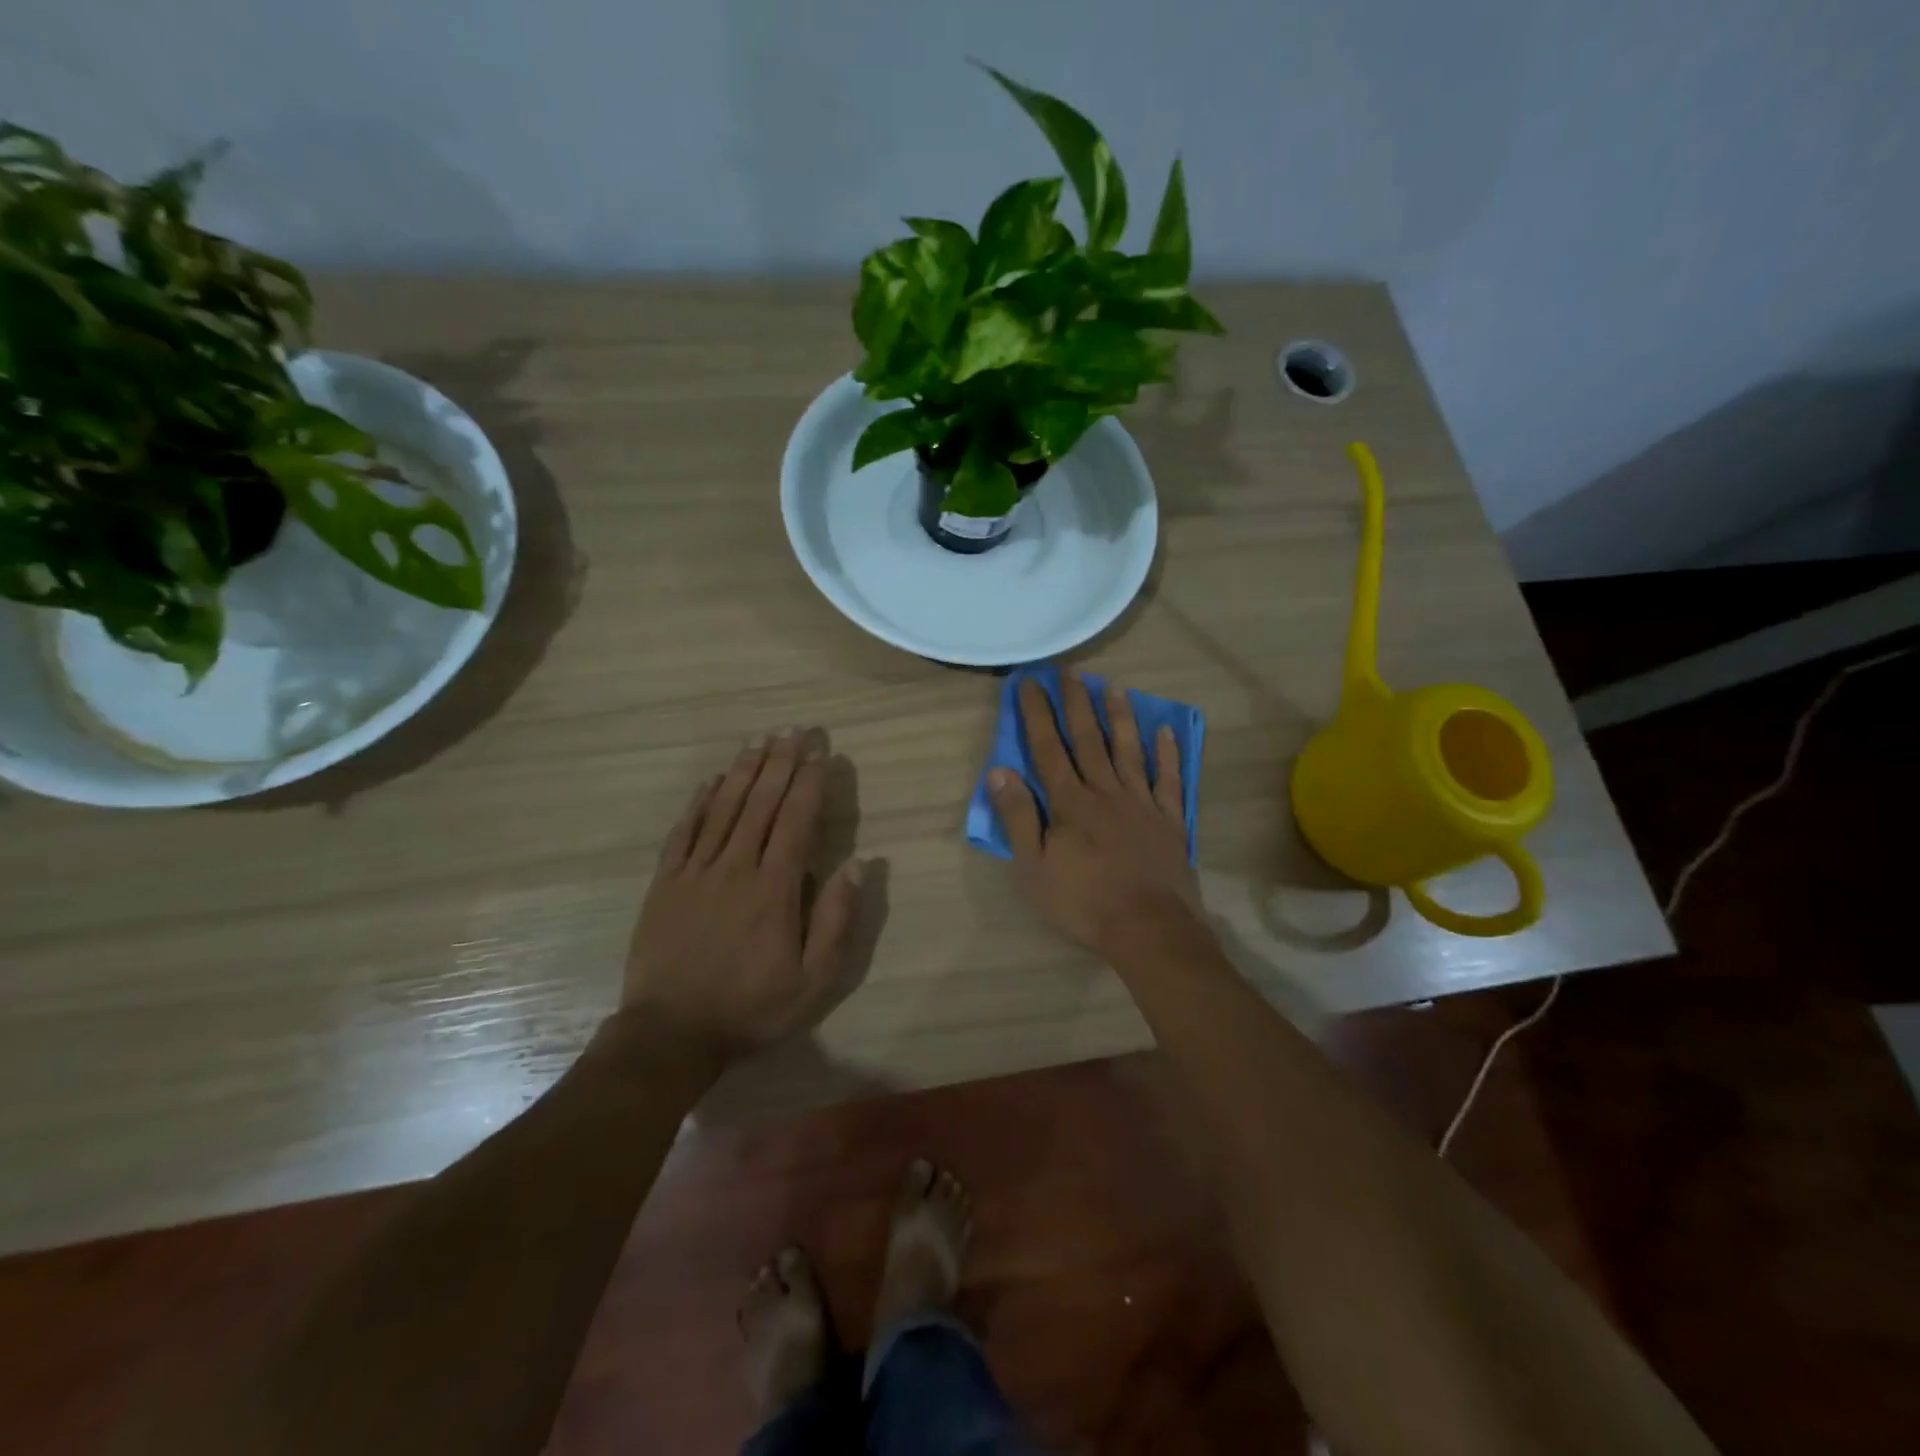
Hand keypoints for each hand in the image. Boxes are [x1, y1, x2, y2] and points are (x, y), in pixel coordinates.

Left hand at [623, 730, 863, 1058]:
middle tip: (793, 730)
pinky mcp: (665, 883)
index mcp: (774, 889)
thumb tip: (859, 864)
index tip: (820, 755)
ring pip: (723, 809)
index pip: (796, 822)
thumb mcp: (812, 981)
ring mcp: (696, 872)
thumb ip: (836, 920)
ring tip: (758, 740)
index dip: (809, 784)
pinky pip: (683, 832)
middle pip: (761, 804)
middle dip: (780, 763)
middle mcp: (736, 868)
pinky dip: (698, 803)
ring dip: (743, 771)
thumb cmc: (751, 1008)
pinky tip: (710, 781)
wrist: (670, 1035)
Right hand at [988, 674, 1201, 958]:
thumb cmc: (1082, 902)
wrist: (1148, 928)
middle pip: (1089, 740)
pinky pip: (1168, 779)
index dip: (1037, 714)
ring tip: (1113, 688)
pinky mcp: (1169, 820)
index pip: (1048, 748)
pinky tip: (1165, 731)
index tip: (1029, 683)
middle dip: (1077, 703)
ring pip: (1129, 750)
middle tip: (1070, 672)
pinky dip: (1167, 754)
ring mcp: (1141, 803)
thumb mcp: (1034, 867)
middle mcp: (1105, 792)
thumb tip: (999, 771)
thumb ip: (1019, 817)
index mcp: (1070, 803)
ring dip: (1120, 717)